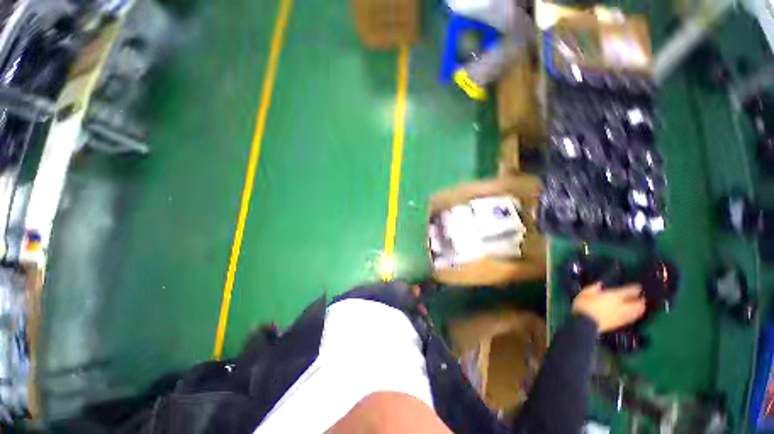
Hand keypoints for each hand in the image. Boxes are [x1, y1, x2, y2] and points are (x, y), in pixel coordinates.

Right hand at [572, 283, 645, 332]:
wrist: (585, 324)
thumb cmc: (584, 306)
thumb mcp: (584, 293)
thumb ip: (593, 288)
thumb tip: (601, 285)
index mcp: (614, 296)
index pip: (629, 291)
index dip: (635, 288)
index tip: (639, 286)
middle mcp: (622, 306)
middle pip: (637, 303)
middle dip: (641, 300)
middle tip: (644, 297)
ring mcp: (622, 316)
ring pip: (636, 312)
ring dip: (641, 309)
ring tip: (643, 306)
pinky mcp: (620, 324)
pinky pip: (631, 319)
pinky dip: (635, 316)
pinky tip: (636, 315)